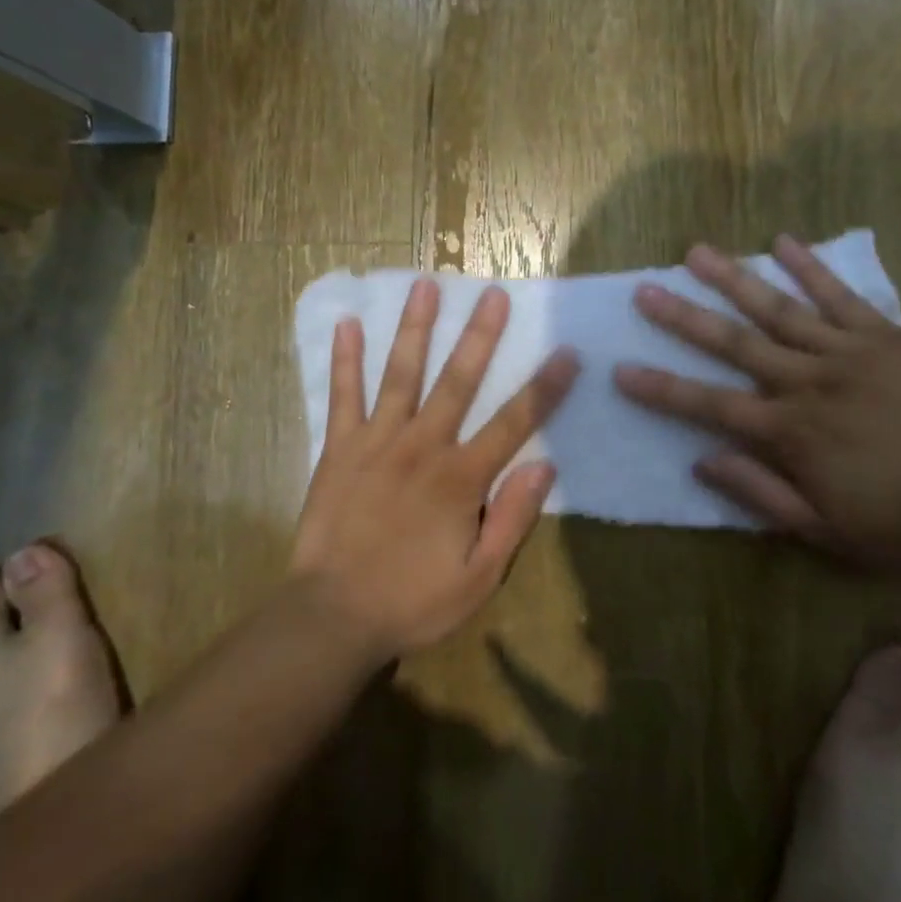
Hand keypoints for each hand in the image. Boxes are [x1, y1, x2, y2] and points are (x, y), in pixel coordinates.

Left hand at [291, 279, 580, 656]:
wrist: (333, 616)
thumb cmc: (412, 601)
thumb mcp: (478, 578)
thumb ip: (512, 519)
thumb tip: (545, 466)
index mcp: (460, 477)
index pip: (514, 422)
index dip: (545, 387)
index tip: (567, 352)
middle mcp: (422, 445)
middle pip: (458, 380)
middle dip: (480, 335)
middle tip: (493, 293)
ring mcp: (377, 441)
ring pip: (401, 373)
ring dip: (415, 327)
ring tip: (425, 285)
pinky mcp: (339, 447)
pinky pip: (343, 395)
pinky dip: (345, 359)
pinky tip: (347, 323)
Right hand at [613, 236, 900, 564]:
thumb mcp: (825, 530)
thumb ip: (760, 492)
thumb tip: (703, 461)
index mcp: (790, 432)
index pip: (710, 406)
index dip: (662, 389)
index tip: (621, 370)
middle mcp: (808, 383)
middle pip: (735, 344)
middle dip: (684, 318)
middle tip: (645, 290)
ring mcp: (847, 353)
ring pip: (779, 309)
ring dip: (734, 279)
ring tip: (697, 252)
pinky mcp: (885, 336)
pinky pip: (842, 297)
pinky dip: (812, 268)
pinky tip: (782, 241)